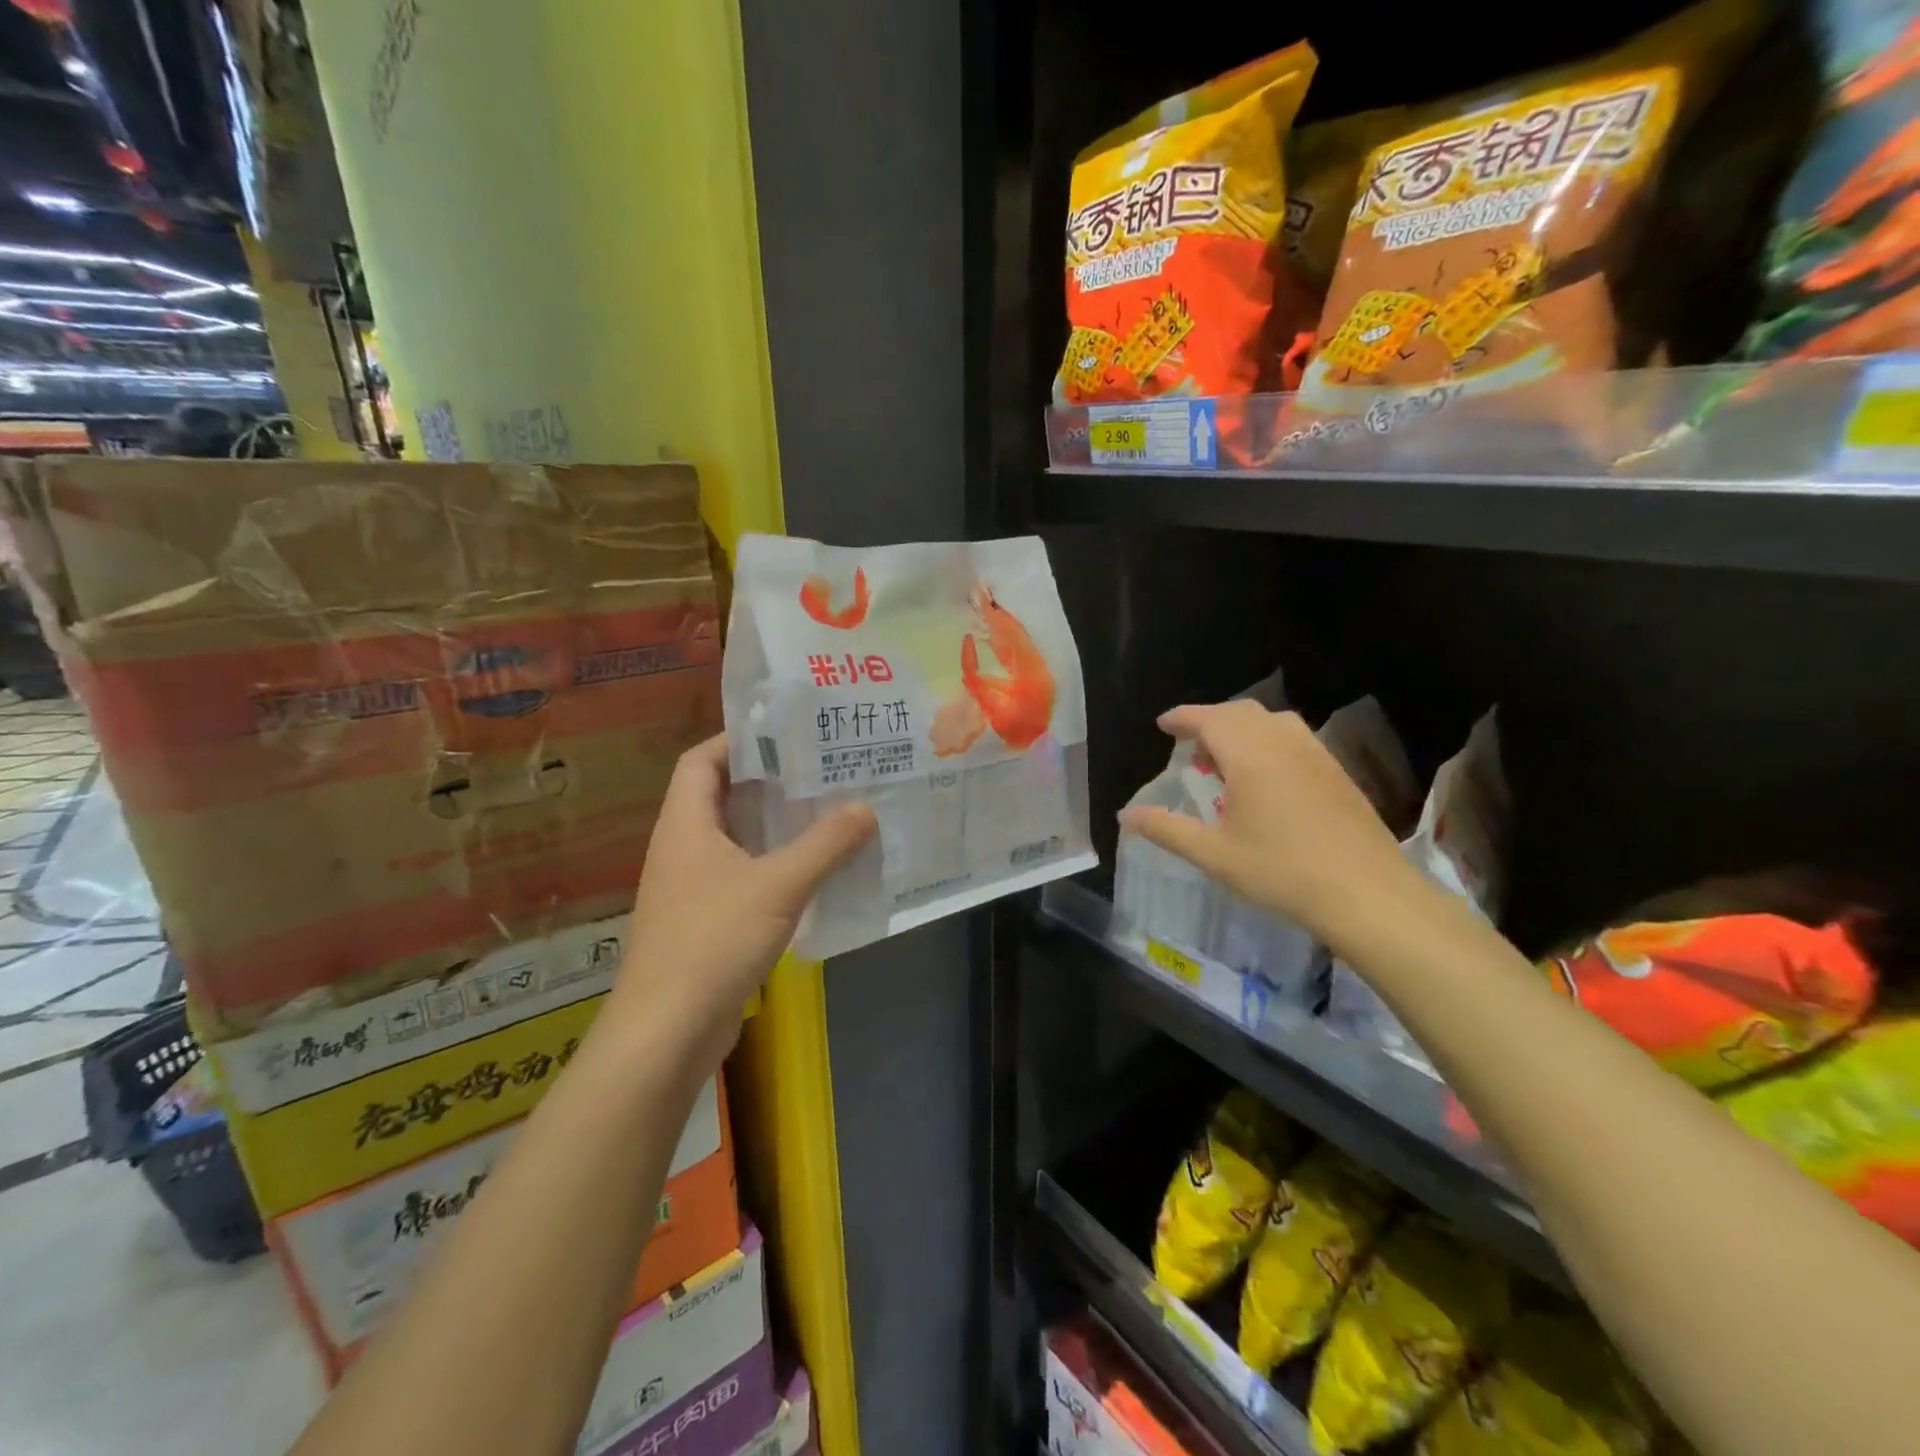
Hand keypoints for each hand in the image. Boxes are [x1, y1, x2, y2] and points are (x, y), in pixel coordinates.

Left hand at [607, 734, 875, 1066]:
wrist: (667, 1032)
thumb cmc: (713, 941)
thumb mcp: (779, 885)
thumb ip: (825, 844)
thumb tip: (865, 807)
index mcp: (685, 824)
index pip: (702, 760)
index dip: (738, 741)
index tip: (787, 734)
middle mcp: (682, 848)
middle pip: (722, 797)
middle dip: (769, 782)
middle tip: (823, 770)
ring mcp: (691, 888)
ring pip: (736, 840)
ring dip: (776, 827)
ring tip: (828, 812)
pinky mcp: (704, 922)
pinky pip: (742, 877)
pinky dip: (775, 866)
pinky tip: (814, 872)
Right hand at [1118, 700, 1410, 938]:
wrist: (1367, 894)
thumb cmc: (1282, 871)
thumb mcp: (1213, 855)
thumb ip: (1166, 829)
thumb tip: (1126, 815)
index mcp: (1250, 755)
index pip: (1209, 719)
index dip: (1183, 718)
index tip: (1163, 725)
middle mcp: (1283, 742)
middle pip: (1241, 712)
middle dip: (1210, 721)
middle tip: (1191, 747)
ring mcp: (1316, 755)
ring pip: (1272, 721)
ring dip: (1242, 730)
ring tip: (1226, 762)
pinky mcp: (1336, 772)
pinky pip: (1294, 738)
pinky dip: (1268, 742)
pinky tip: (1265, 780)